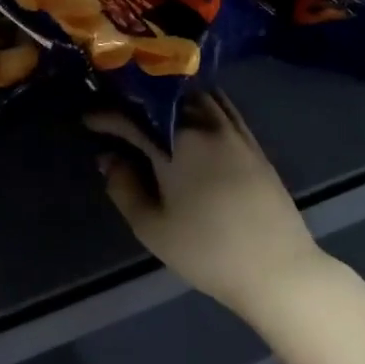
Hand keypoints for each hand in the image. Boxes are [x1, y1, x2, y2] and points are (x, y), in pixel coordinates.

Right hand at [88, 93, 324, 317]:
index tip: (87, 120)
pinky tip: (191, 111)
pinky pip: (222, 106)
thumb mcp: (152, 227)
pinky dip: (200, 101)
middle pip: (166, 97)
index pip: (132, 119)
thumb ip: (123, 187)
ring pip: (196, 96)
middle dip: (137, 98)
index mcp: (177, 144)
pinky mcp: (253, 143)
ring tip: (151, 103)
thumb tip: (108, 158)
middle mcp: (205, 126)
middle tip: (118, 107)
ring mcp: (233, 132)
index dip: (105, 117)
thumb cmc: (207, 251)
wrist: (277, 269)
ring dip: (169, 94)